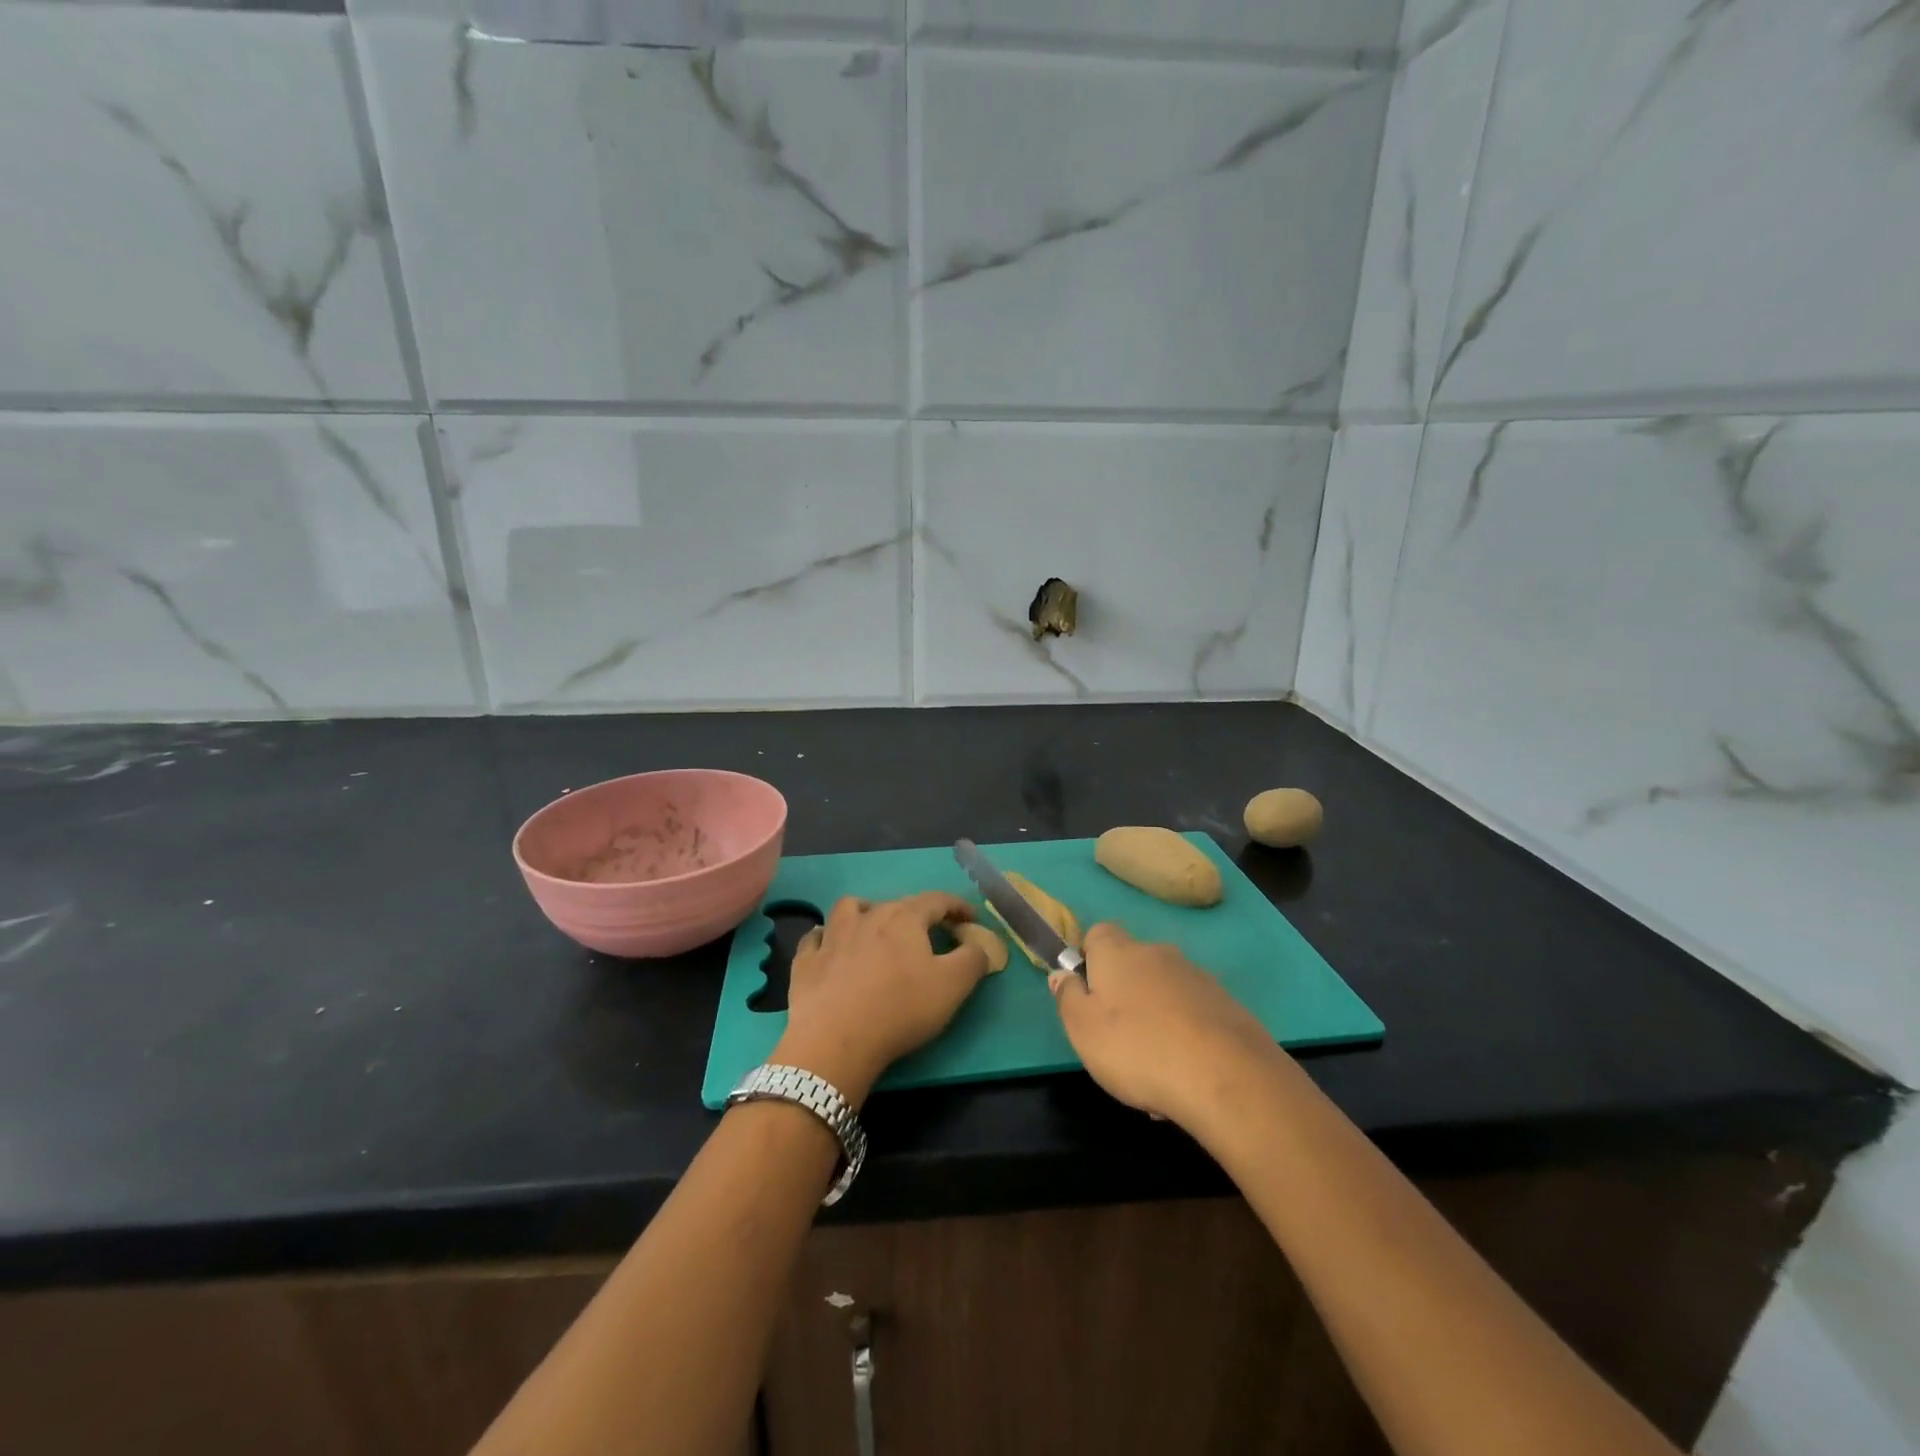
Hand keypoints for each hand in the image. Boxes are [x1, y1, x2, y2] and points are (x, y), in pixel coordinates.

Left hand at [772, 893, 989, 1106]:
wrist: (835, 1040)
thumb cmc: (900, 1008)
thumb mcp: (953, 986)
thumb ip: (973, 960)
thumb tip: (978, 945)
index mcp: (904, 918)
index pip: (936, 900)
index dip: (956, 906)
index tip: (969, 918)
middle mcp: (867, 916)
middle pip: (896, 904)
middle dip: (917, 914)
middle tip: (929, 934)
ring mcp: (832, 937)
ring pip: (849, 908)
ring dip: (865, 912)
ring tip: (873, 927)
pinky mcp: (806, 962)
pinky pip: (815, 939)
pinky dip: (825, 939)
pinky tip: (830, 949)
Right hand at [1050, 922, 1284, 1130]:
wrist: (1227, 1077)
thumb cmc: (1138, 1049)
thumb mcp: (1082, 1028)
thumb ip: (1067, 996)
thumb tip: (1063, 974)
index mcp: (1119, 952)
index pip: (1098, 933)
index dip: (1089, 959)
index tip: (1086, 994)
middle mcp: (1159, 954)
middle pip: (1133, 964)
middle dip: (1124, 994)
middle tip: (1116, 1039)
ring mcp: (1198, 977)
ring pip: (1164, 993)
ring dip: (1155, 1019)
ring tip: (1154, 1071)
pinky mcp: (1228, 1006)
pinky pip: (1193, 1016)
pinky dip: (1185, 1037)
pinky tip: (1185, 1077)